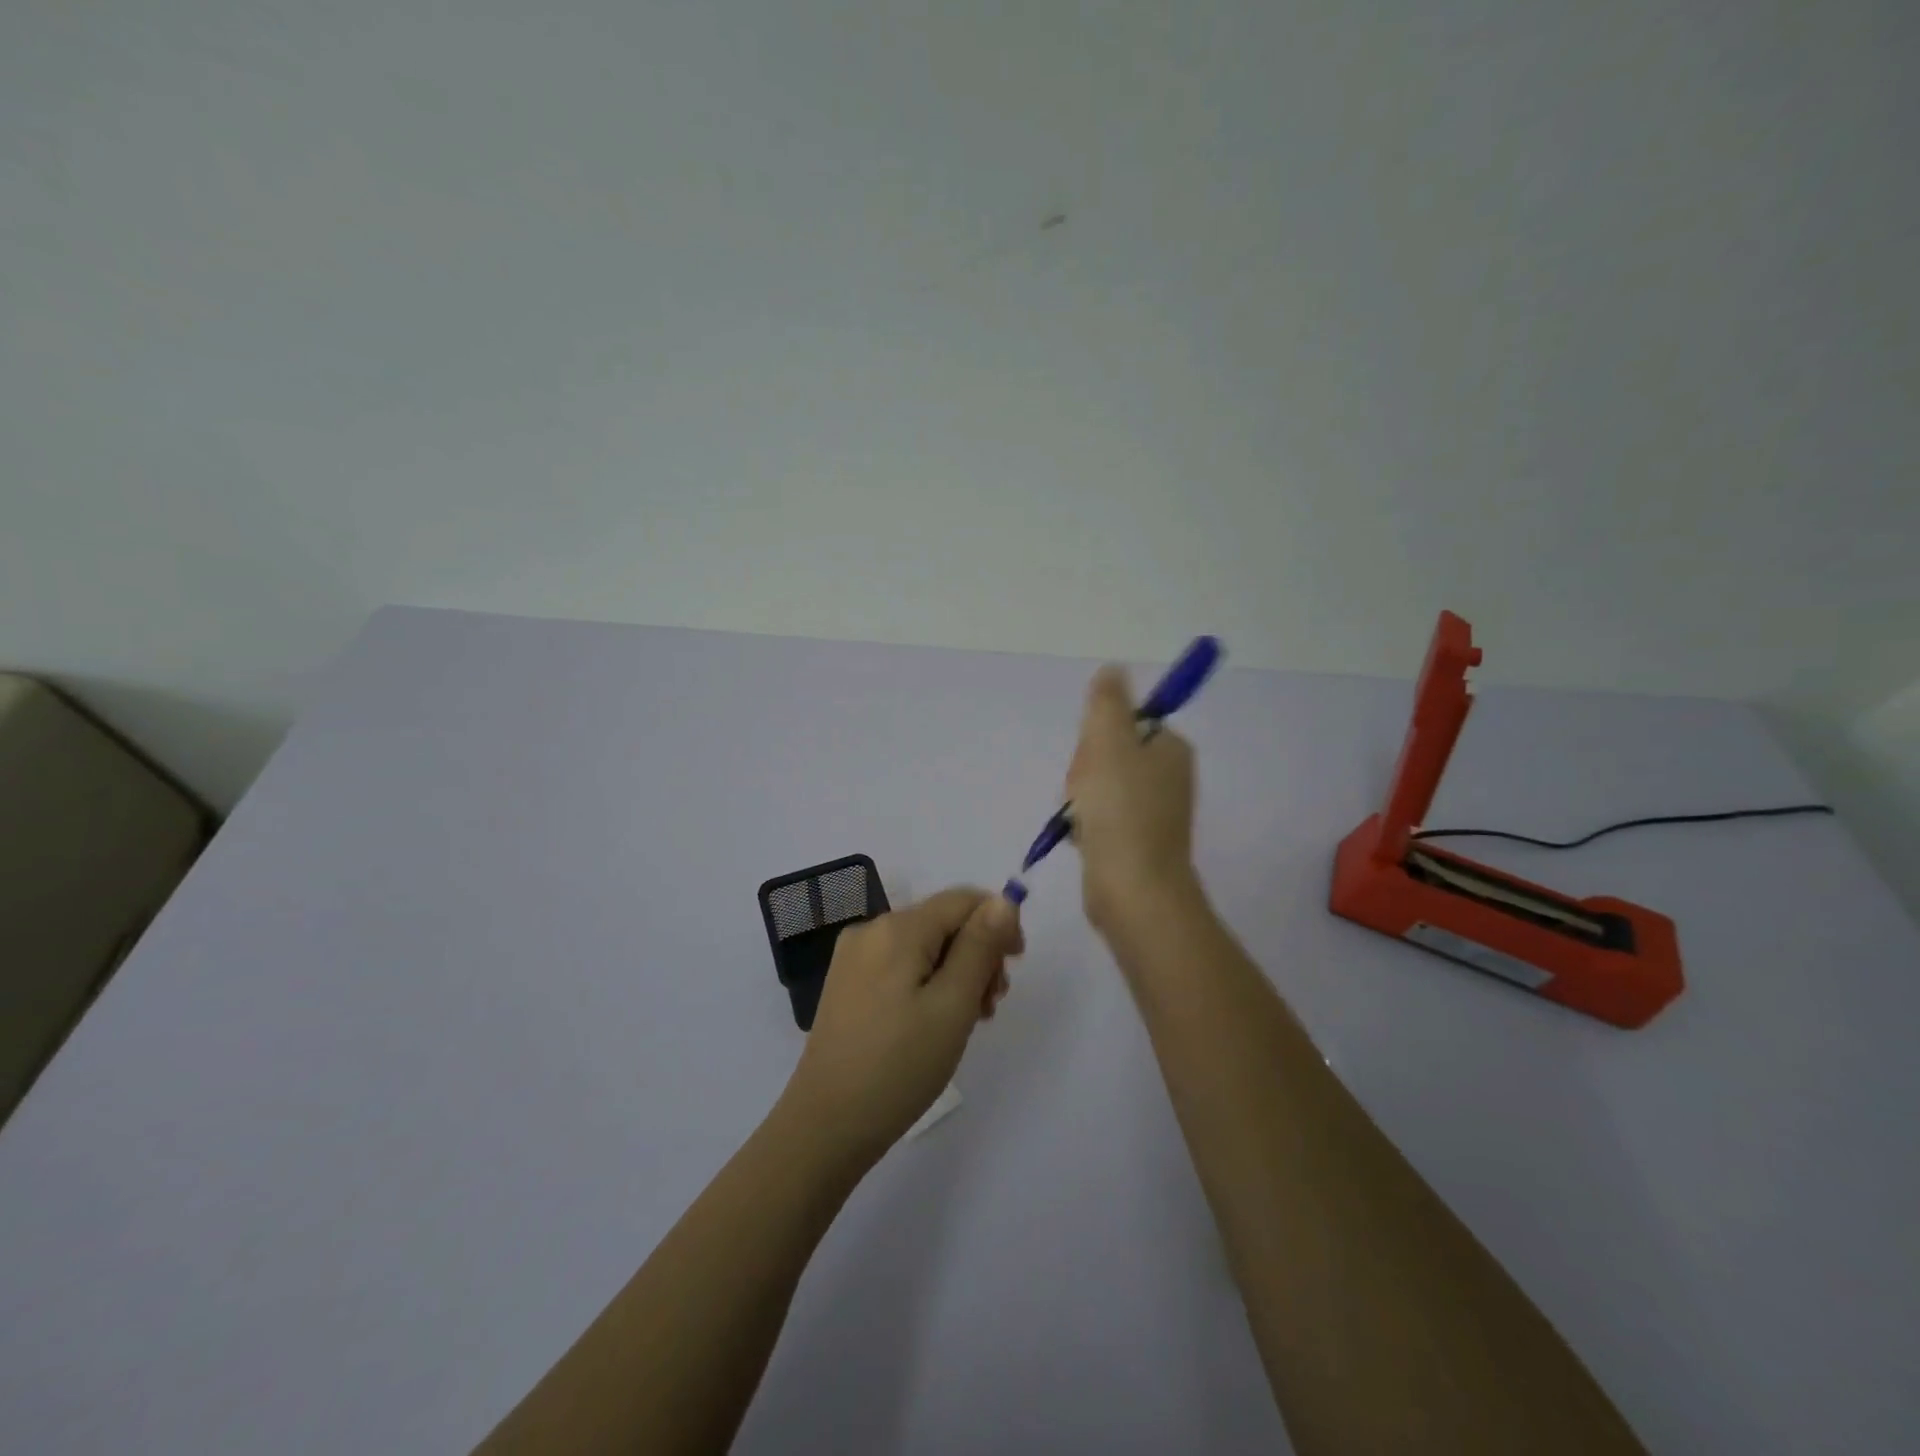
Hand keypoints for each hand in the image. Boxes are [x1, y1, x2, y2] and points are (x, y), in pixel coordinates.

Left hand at [782, 887, 1022, 1166]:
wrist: (827, 1125)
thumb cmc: (899, 1066)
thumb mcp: (953, 1005)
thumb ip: (981, 946)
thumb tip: (1004, 900)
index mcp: (897, 928)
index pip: (963, 900)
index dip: (998, 922)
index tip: (1015, 967)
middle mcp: (871, 929)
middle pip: (943, 921)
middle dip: (977, 953)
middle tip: (990, 1006)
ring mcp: (854, 957)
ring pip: (924, 945)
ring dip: (956, 972)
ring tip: (967, 1020)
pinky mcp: (847, 983)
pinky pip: (901, 964)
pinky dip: (928, 982)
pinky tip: (934, 1021)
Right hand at [1066, 666, 1200, 933]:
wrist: (1132, 890)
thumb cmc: (1121, 811)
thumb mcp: (1109, 743)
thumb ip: (1107, 702)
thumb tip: (1112, 669)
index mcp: (1170, 748)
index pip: (1122, 722)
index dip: (1096, 738)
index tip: (1092, 761)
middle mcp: (1167, 776)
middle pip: (1107, 753)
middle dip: (1084, 771)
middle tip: (1084, 794)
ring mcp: (1152, 810)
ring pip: (1098, 785)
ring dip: (1080, 799)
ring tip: (1082, 820)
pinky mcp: (1135, 839)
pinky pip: (1100, 816)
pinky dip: (1086, 824)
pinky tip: (1084, 838)